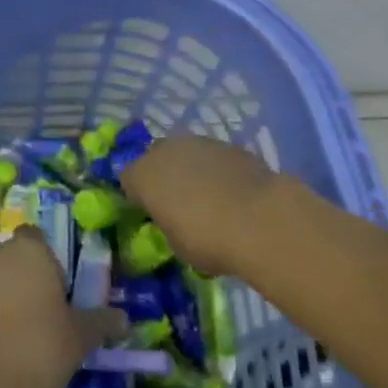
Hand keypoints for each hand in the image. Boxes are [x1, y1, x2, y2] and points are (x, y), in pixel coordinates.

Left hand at [0, 230, 123, 387]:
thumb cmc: (42, 348)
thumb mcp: (80, 336)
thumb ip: (101, 322)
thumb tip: (125, 320)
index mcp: (30, 250)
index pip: (37, 238)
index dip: (48, 260)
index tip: (59, 290)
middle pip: (15, 258)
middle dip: (27, 278)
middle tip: (45, 314)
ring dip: (6, 296)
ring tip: (23, 334)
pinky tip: (1, 346)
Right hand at [121, 134, 279, 276]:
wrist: (260, 219)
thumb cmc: (208, 239)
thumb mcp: (176, 245)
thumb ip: (168, 225)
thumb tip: (174, 222)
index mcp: (143, 175)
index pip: (127, 180)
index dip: (137, 197)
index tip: (149, 214)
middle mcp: (165, 150)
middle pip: (155, 159)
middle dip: (162, 177)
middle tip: (177, 203)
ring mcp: (199, 142)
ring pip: (185, 154)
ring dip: (190, 170)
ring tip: (208, 198)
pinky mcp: (229, 144)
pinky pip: (213, 157)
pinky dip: (216, 170)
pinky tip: (231, 192)